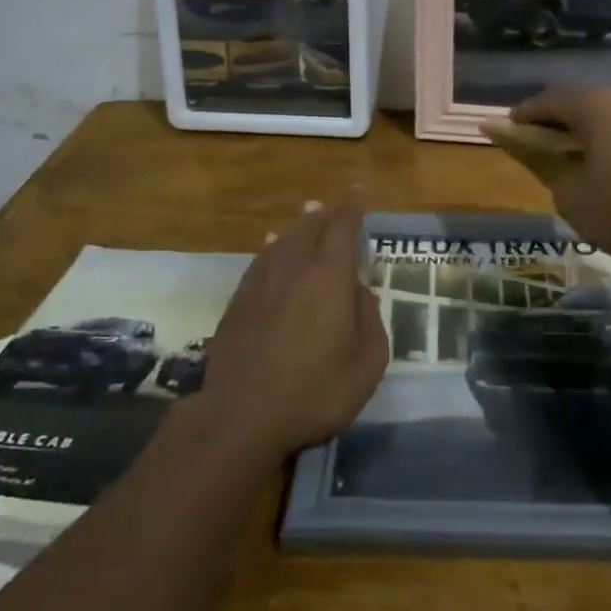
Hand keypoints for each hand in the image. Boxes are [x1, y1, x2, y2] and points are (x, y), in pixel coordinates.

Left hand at [200, 201, 387, 458]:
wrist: (240, 416)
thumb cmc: (314, 392)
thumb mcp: (366, 365)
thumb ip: (371, 321)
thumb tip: (361, 292)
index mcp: (329, 276)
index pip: (342, 228)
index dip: (352, 210)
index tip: (358, 195)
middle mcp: (294, 267)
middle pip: (310, 227)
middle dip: (325, 214)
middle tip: (335, 207)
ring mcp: (261, 281)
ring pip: (284, 240)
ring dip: (299, 227)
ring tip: (308, 218)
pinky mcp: (239, 300)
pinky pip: (262, 259)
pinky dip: (274, 247)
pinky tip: (274, 249)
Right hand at [511, 88, 610, 262]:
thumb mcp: (576, 199)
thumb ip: (549, 170)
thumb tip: (538, 154)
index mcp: (595, 107)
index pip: (548, 102)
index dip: (524, 117)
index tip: (508, 130)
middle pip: (582, 107)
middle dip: (558, 127)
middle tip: (542, 151)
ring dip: (591, 139)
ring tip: (582, 169)